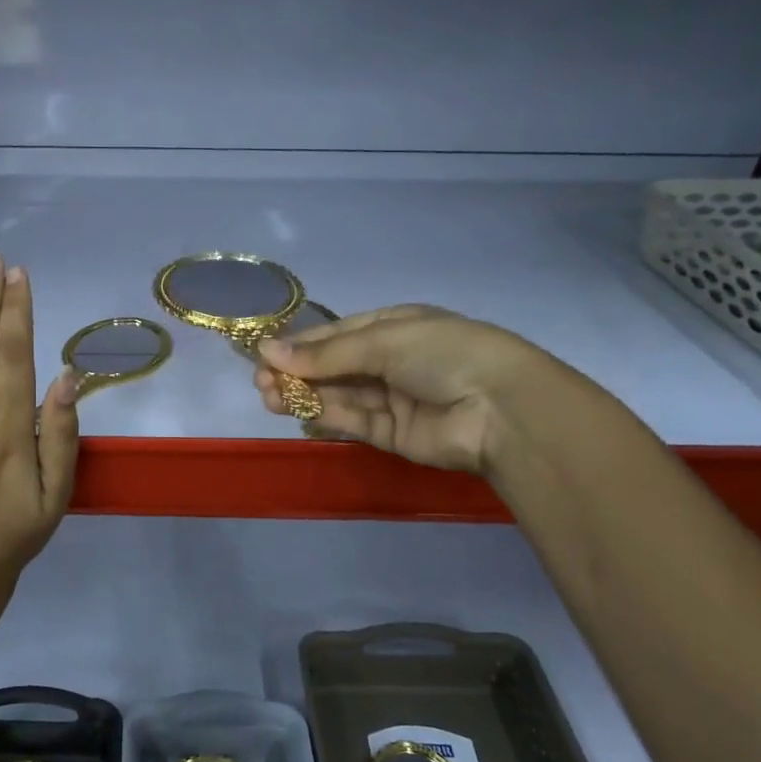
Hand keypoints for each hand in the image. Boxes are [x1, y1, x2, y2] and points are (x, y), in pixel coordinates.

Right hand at [253, 306, 551, 473]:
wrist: (499, 409)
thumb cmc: (442, 354)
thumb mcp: (383, 341)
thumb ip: (326, 353)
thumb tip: (268, 352)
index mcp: (395, 327)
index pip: (338, 334)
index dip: (301, 344)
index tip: (263, 354)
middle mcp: (390, 361)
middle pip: (333, 366)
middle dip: (296, 372)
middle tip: (260, 382)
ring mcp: (391, 398)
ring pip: (336, 395)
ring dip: (302, 394)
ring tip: (267, 396)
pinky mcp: (390, 434)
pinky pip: (350, 421)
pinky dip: (322, 415)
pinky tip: (293, 410)